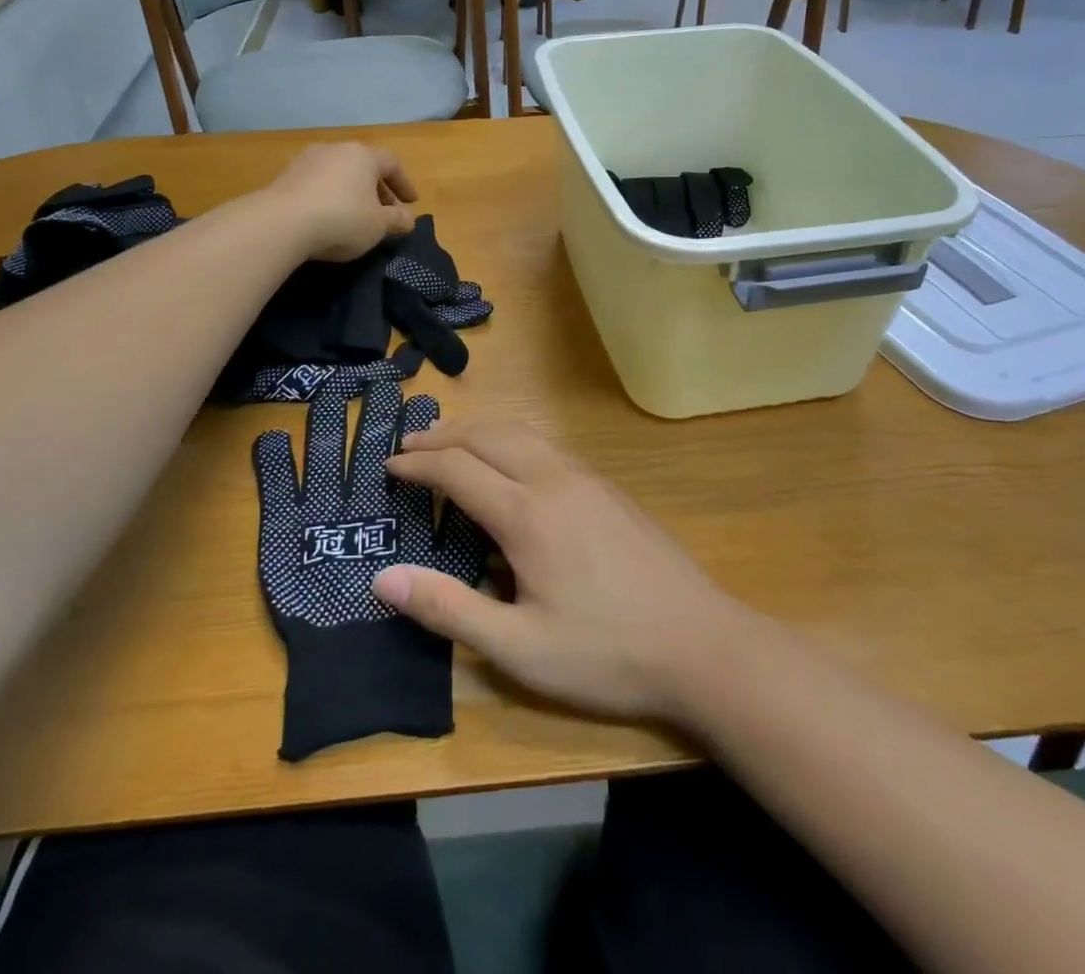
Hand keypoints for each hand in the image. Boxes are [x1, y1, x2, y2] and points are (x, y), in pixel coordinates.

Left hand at [265, 144, 417, 261]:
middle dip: (378, 189)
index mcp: (363, 155)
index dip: (404, 183)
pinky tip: (328, 217)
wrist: (281, 223)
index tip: (411, 202)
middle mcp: (336, 149)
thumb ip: (396, 220)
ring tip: (356, 215)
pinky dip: (328, 197)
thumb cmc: (342, 218)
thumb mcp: (378, 225)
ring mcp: (307, 160)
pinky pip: (317, 184)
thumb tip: (407, 219)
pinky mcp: (285, 176)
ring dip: (351, 192)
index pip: (392, 163)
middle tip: (386, 211)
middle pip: (364, 166)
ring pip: (339, 173)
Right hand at [373, 420, 748, 722]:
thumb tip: (383, 578)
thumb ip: (449, 609)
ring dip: (479, 432)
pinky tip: (509, 465)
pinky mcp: (609, 488)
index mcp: (527, 513)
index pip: (457, 469)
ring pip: (521, 433)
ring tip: (450, 444)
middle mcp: (554, 480)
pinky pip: (546, 446)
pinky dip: (511, 441)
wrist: (701, 644)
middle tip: (410, 446)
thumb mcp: (519, 647)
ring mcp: (587, 478)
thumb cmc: (605, 653)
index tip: (389, 467)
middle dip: (444, 435)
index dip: (418, 464)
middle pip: (488, 435)